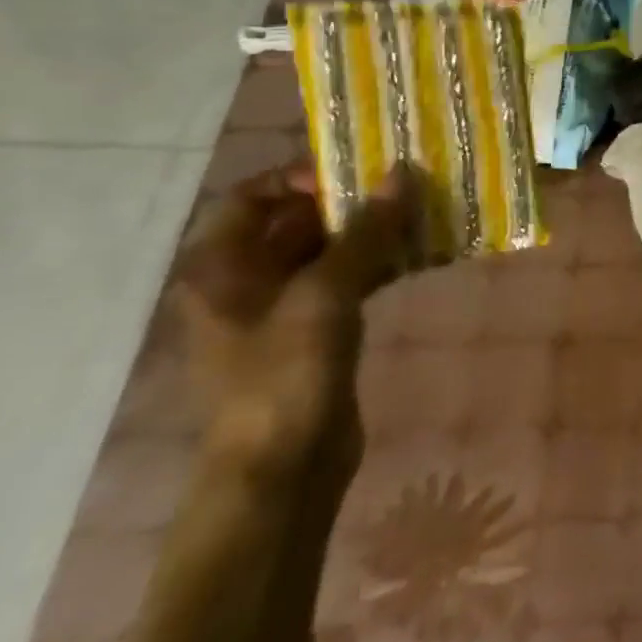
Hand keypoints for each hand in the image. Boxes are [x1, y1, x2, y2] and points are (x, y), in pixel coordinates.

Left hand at [172, 166, 416, 484]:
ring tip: (420, 213)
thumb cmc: (285, 374)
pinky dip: (377, 263)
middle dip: (348, 201)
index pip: (252, 197)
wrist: (282, 468)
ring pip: (327, 251)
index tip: (354, 173)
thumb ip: (366, 232)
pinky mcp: (314, 332)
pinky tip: (418, 254)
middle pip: (294, 221)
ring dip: (370, 232)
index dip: (298, 177)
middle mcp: (245, 281)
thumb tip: (401, 173)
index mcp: (222, 268)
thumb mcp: (325, 294)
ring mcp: (281, 309)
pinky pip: (346, 281)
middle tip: (404, 185)